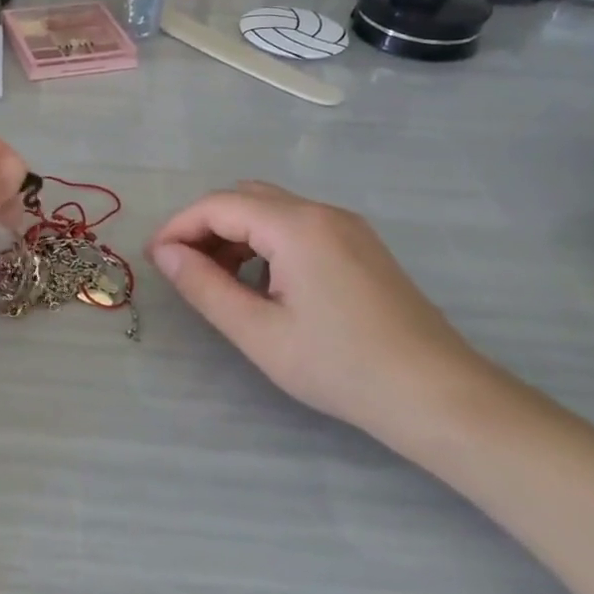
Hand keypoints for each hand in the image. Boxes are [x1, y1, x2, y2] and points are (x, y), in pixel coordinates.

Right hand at [148, 182, 501, 440]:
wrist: (438, 395)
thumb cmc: (341, 366)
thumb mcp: (259, 332)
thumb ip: (205, 287)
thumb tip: (165, 254)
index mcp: (296, 226)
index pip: (218, 205)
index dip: (179, 227)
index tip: (155, 259)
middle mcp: (322, 212)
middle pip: (245, 198)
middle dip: (205, 226)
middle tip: (184, 269)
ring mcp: (347, 226)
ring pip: (272, 210)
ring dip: (235, 233)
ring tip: (218, 280)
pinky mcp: (360, 245)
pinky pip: (298, 226)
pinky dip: (266, 242)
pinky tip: (262, 283)